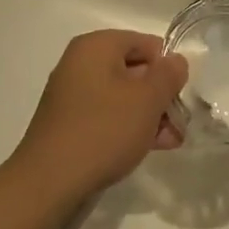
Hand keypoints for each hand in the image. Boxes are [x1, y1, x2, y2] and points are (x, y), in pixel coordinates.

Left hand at [11, 32, 189, 208]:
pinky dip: (128, 128)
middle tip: (179, 123)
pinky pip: (107, 117)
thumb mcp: (147, 100)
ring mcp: (72, 96)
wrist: (49, 185)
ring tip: (170, 142)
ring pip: (123, 97)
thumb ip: (169, 75)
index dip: (167, 67)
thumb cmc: (103, 131)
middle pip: (135, 70)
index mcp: (96, 46)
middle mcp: (80, 64)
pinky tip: (148, 148)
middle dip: (160, 96)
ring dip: (149, 116)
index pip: (145, 43)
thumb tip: (176, 62)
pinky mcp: (69, 125)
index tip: (180, 95)